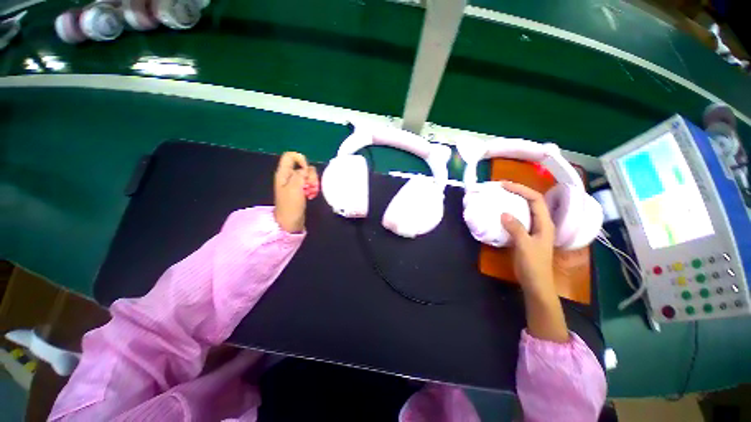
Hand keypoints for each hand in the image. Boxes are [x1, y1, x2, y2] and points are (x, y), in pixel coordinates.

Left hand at [274, 152, 318, 232]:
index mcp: (283, 173)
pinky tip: (312, 195)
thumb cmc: (290, 206)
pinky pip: (309, 184)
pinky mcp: (301, 190)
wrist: (289, 222)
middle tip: (310, 186)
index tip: (306, 171)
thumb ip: (300, 175)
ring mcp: (295, 183)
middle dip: (310, 176)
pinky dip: (313, 188)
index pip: (290, 156)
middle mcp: (289, 176)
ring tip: (312, 193)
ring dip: (313, 183)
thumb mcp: (294, 188)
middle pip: (303, 166)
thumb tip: (306, 169)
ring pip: (308, 176)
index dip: (301, 160)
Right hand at [500, 181, 567, 342]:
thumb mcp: (524, 246)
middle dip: (517, 192)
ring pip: (525, 209)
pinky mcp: (527, 235)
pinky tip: (500, 213)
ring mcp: (535, 229)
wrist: (536, 284)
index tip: (504, 186)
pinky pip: (519, 218)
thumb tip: (503, 213)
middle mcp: (542, 223)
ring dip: (514, 201)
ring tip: (500, 197)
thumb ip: (516, 229)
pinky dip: (510, 212)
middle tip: (500, 188)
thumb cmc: (533, 266)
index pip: (535, 199)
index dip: (521, 189)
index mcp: (545, 224)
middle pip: (532, 201)